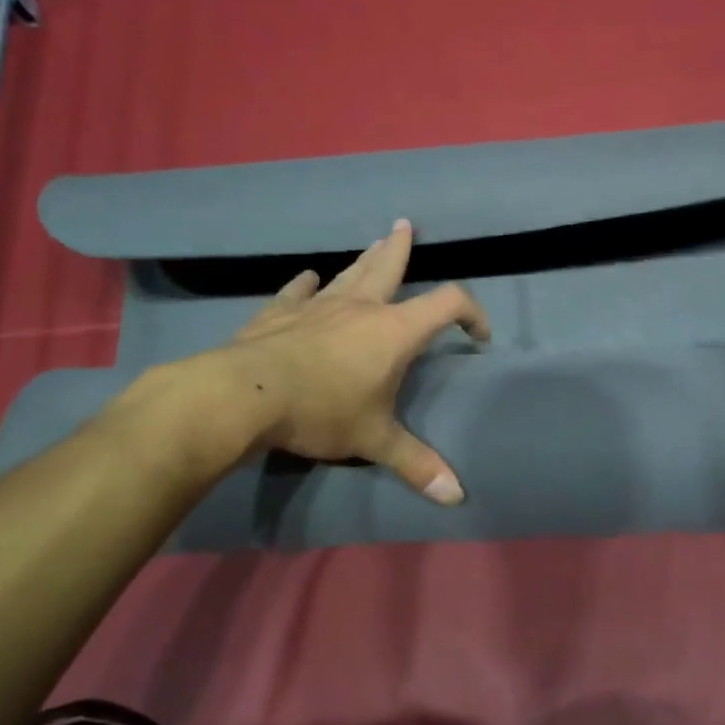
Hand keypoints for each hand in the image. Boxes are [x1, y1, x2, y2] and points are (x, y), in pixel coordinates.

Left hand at [142, 220, 490, 500]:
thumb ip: (416, 464)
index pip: (447, 303)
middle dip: (401, 248)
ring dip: (364, 259)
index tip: (478, 335)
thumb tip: (457, 497)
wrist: (245, 396)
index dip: (471, 313)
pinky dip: (305, 285)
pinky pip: (297, 292)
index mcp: (394, 331)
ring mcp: (317, 306)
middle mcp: (360, 308)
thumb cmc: (322, 412)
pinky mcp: (279, 313)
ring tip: (374, 242)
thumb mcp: (375, 441)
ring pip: (348, 274)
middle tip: (405, 226)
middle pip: (388, 267)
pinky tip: (308, 278)